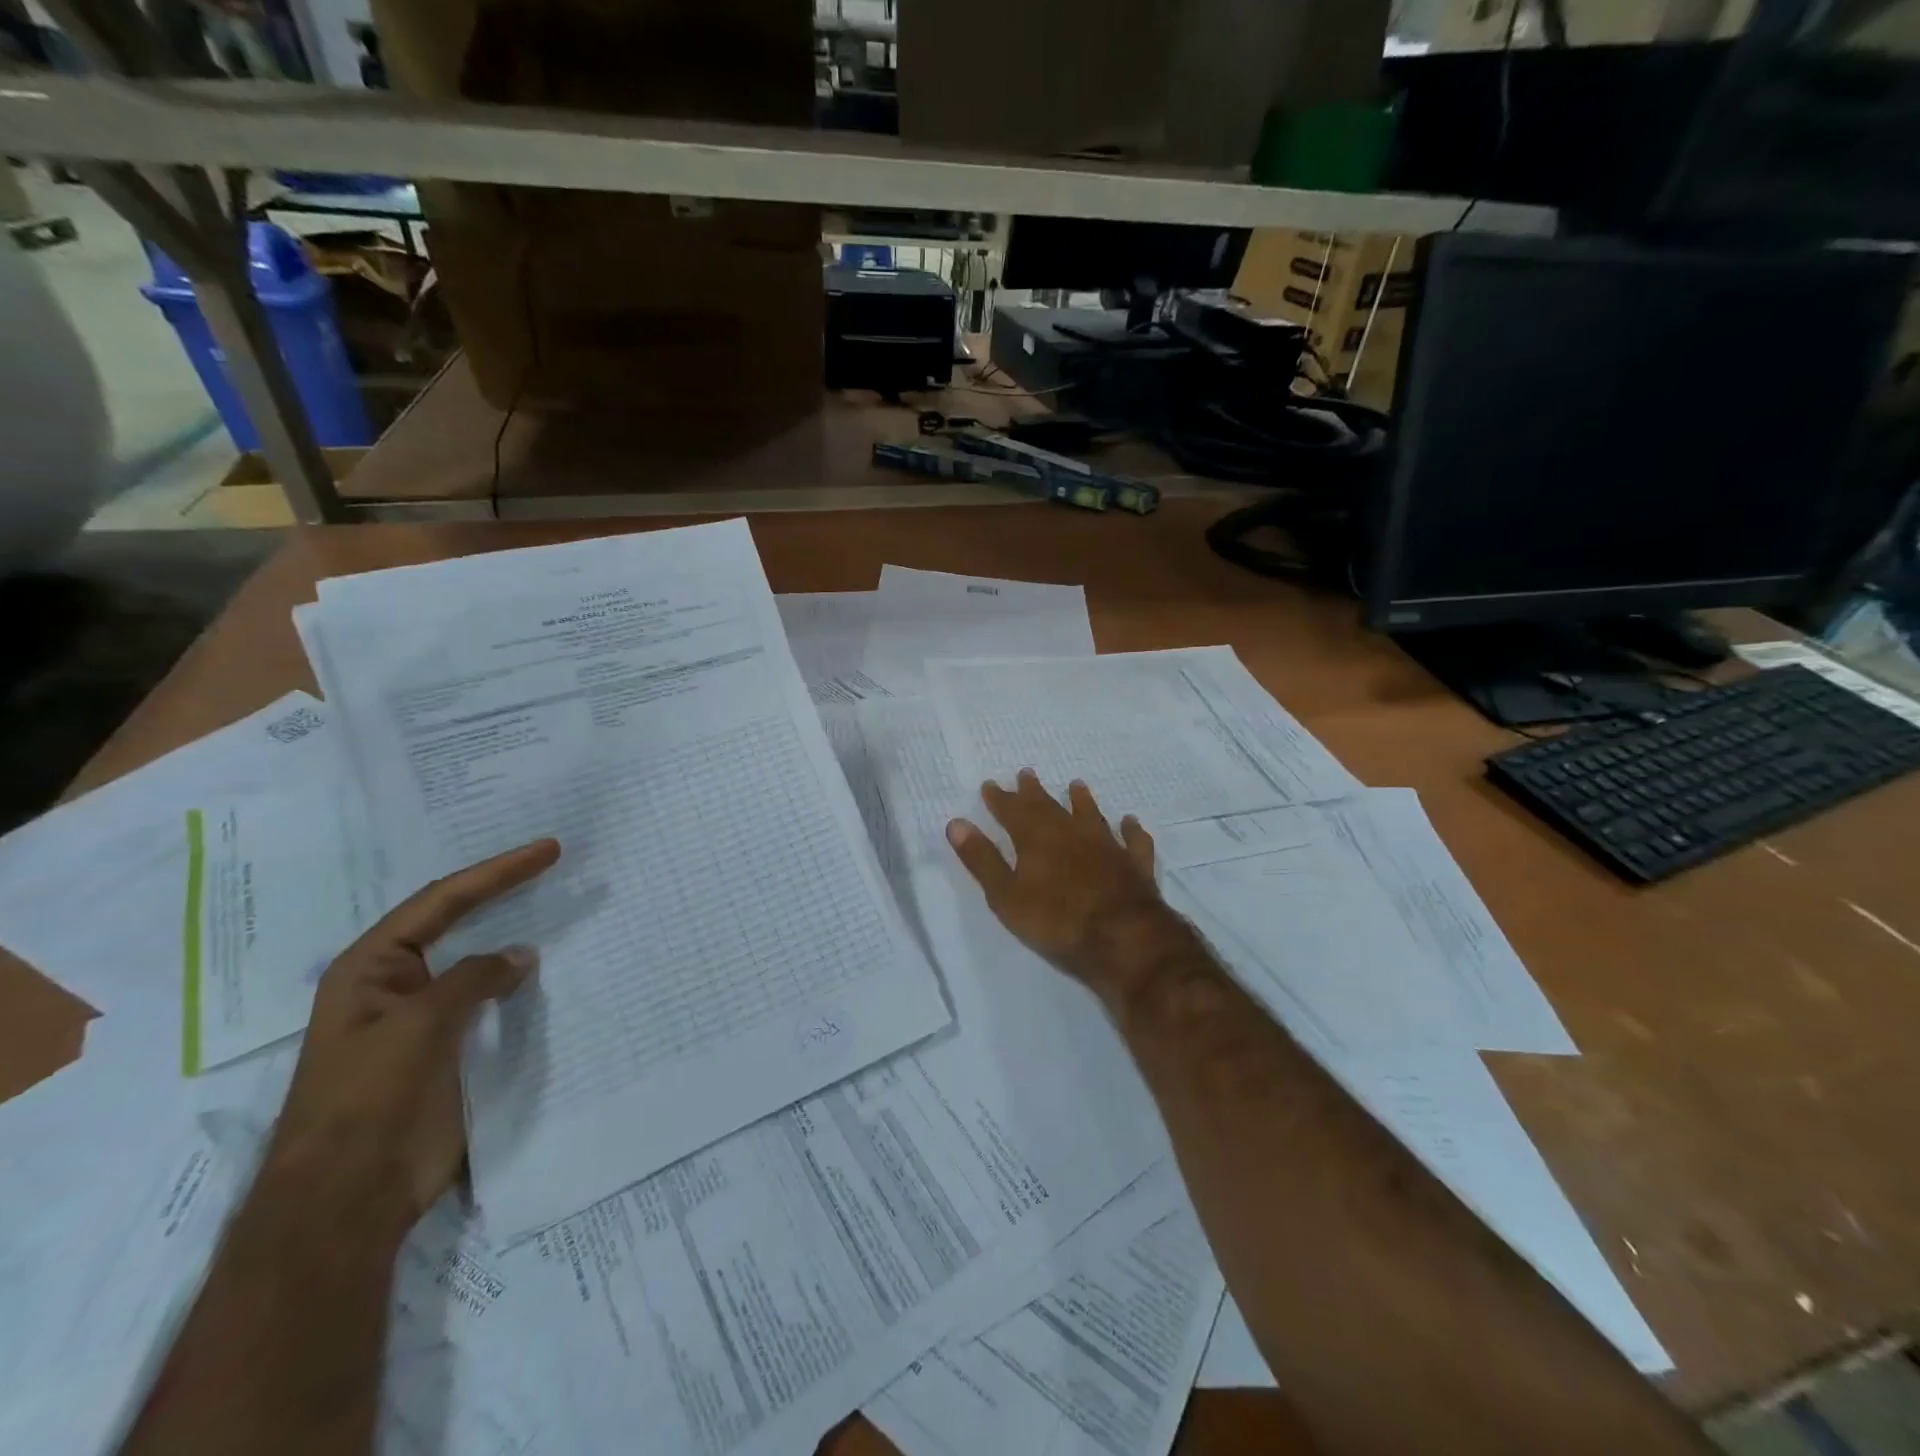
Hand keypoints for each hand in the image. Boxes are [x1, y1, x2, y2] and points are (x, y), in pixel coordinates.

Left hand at [262, 838, 561, 1237]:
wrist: (349, 1198)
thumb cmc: (370, 1099)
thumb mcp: (419, 1025)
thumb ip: (472, 979)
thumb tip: (520, 954)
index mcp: (371, 968)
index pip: (442, 901)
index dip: (497, 872)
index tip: (548, 850)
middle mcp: (397, 983)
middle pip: (457, 922)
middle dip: (503, 891)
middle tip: (554, 863)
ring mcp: (424, 1017)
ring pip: (477, 962)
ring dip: (514, 935)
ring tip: (558, 908)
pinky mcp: (450, 1049)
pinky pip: (491, 1001)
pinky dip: (519, 981)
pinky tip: (547, 971)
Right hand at [947, 771, 1192, 1008]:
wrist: (1122, 937)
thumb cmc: (1056, 921)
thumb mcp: (1006, 895)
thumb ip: (982, 859)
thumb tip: (956, 823)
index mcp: (1036, 838)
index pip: (1012, 811)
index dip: (999, 799)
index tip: (990, 784)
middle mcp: (1071, 832)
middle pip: (1049, 806)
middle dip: (1034, 792)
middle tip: (1026, 774)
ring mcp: (1107, 846)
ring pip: (1091, 815)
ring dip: (1082, 800)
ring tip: (1076, 785)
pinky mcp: (1134, 864)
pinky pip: (1133, 840)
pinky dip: (1130, 829)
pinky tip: (1130, 822)